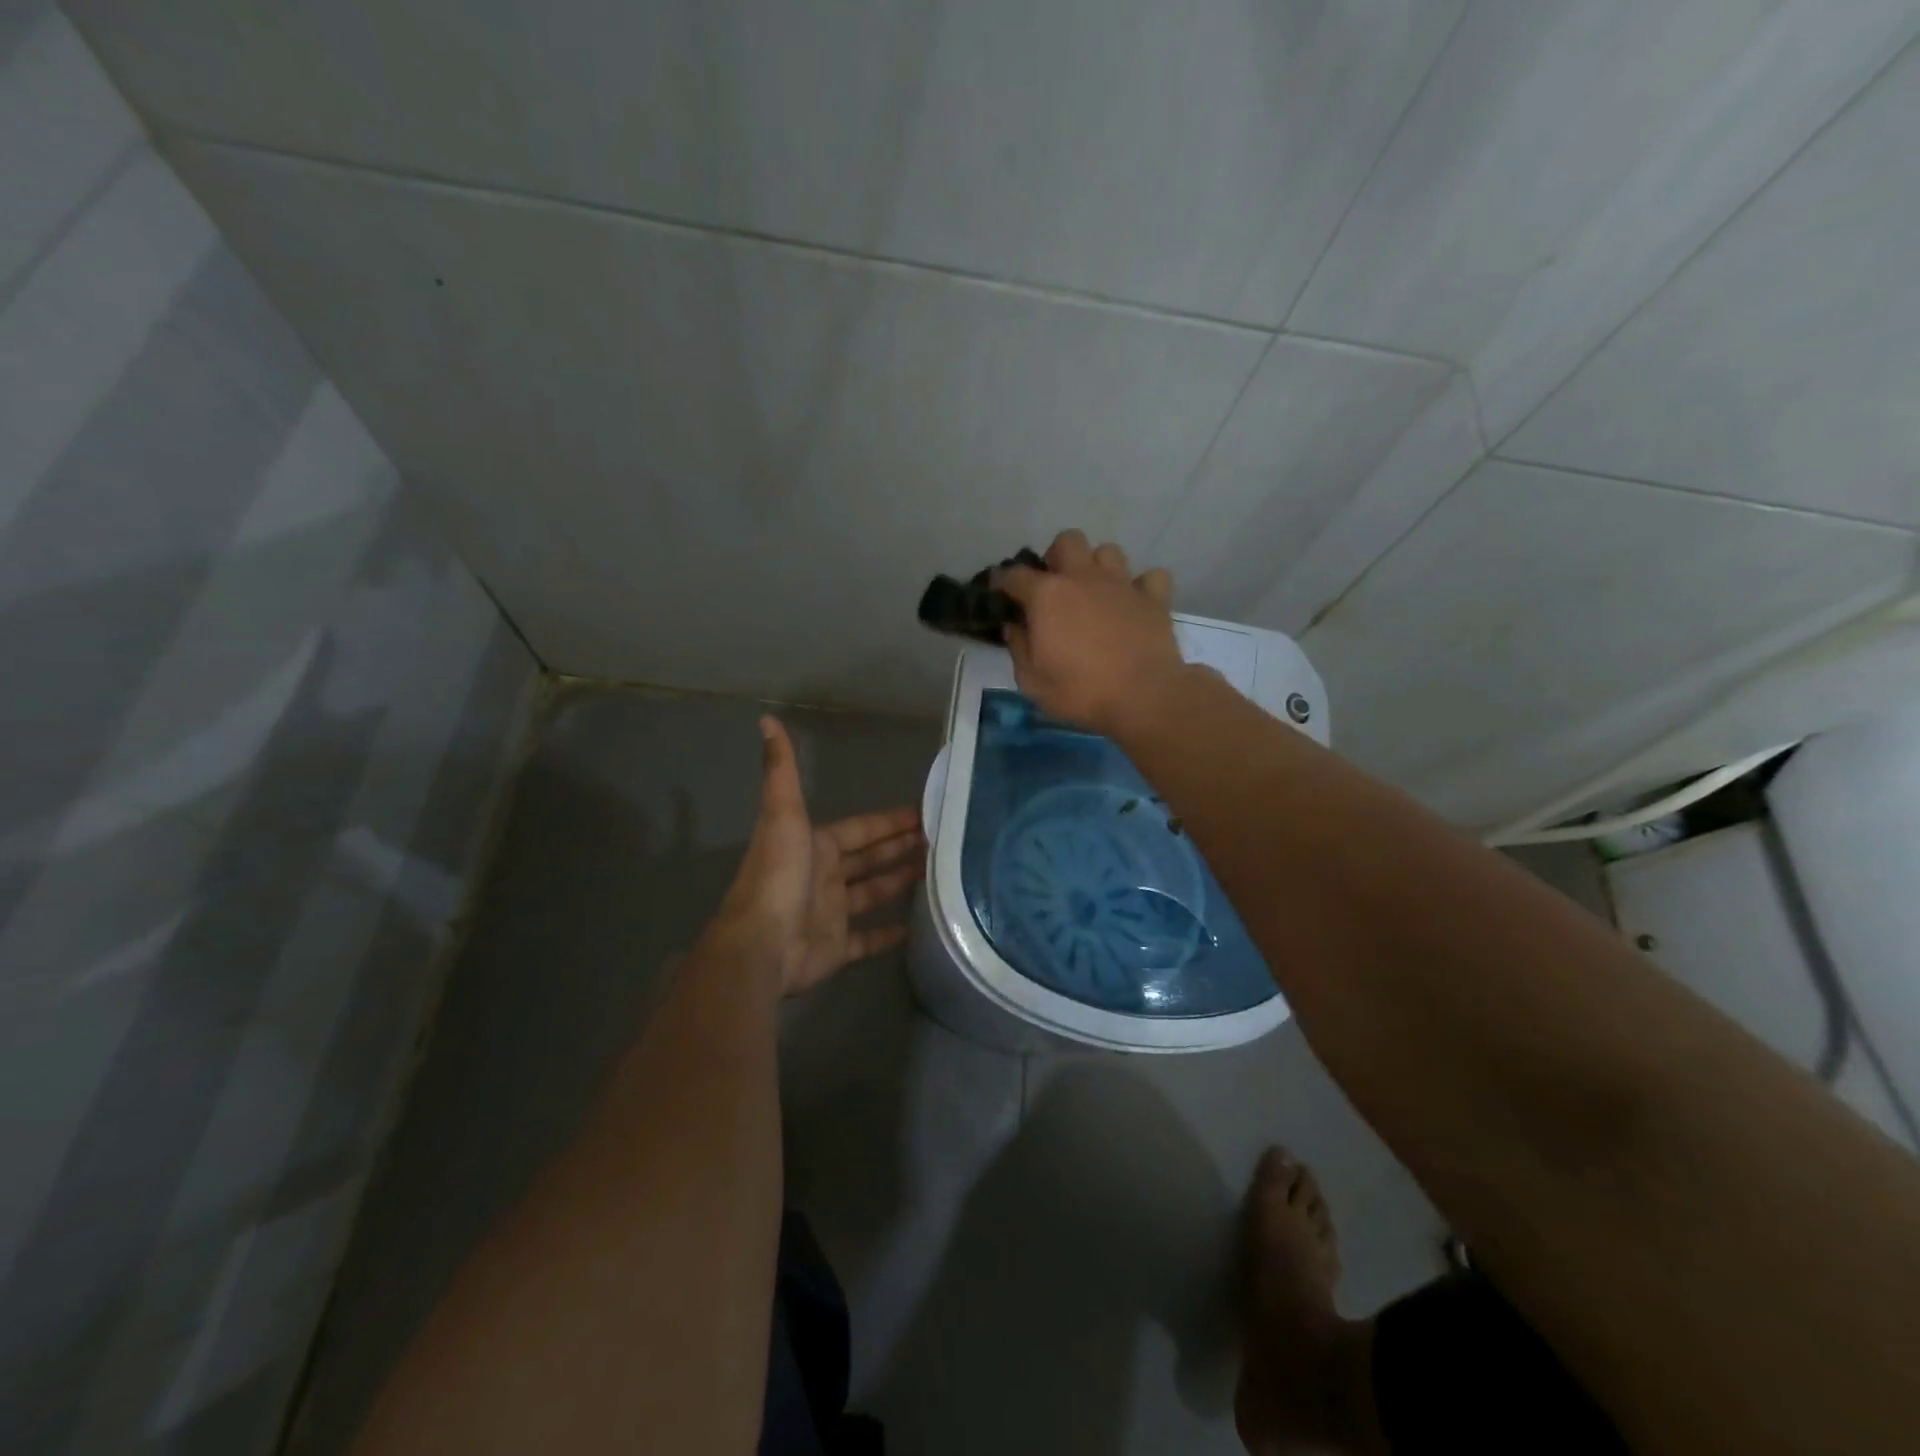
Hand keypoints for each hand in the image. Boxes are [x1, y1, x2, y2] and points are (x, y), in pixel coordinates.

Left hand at [708, 717, 923, 995]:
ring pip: (872, 893)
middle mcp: (824, 876)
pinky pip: (868, 939)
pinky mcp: (837, 948)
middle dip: (899, 847)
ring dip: (898, 882)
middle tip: (939, 841)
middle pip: (869, 858)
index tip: (923, 813)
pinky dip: (889, 934)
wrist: (761, 943)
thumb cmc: (778, 875)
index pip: (861, 828)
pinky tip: (915, 926)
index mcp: (816, 845)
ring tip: (935, 873)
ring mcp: (831, 913)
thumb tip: (767, 720)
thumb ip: (781, 769)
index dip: (890, 821)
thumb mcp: (783, 814)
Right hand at [995, 529, 1188, 733]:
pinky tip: (1134, 603)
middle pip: (1067, 541)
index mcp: (1047, 595)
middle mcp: (1083, 577)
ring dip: (1098, 566)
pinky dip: (1141, 586)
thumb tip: (1014, 626)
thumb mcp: (1032, 680)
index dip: (1002, 580)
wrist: (1143, 698)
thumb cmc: (1080, 692)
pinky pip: (1150, 576)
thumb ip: (1019, 648)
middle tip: (1055, 586)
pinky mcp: (1154, 598)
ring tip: (1095, 591)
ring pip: (1108, 551)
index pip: (1014, 574)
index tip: (998, 590)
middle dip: (1057, 557)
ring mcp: (1122, 584)